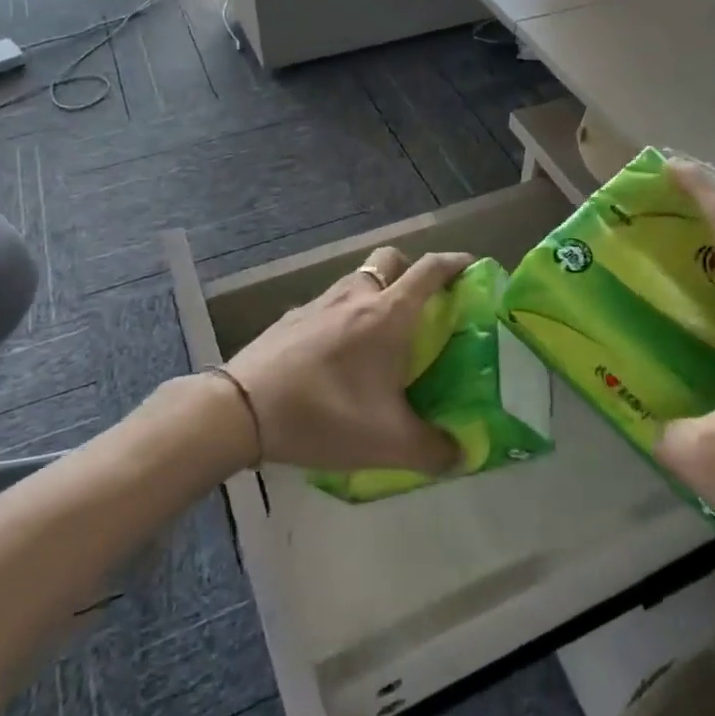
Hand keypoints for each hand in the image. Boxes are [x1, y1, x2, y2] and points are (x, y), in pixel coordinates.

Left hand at [220, 247, 469, 473]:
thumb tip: (463, 455)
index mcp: (388, 314)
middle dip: (412, 271)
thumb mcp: (387, 442)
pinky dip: (344, 315)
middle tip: (423, 305)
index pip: (430, 269)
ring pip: (358, 279)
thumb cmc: (324, 413)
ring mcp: (320, 302)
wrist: (242, 409)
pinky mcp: (293, 317)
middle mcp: (356, 296)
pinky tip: (338, 355)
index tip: (472, 269)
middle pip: (391, 259)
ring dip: (376, 292)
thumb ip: (433, 449)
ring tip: (381, 335)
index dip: (455, 263)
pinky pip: (330, 303)